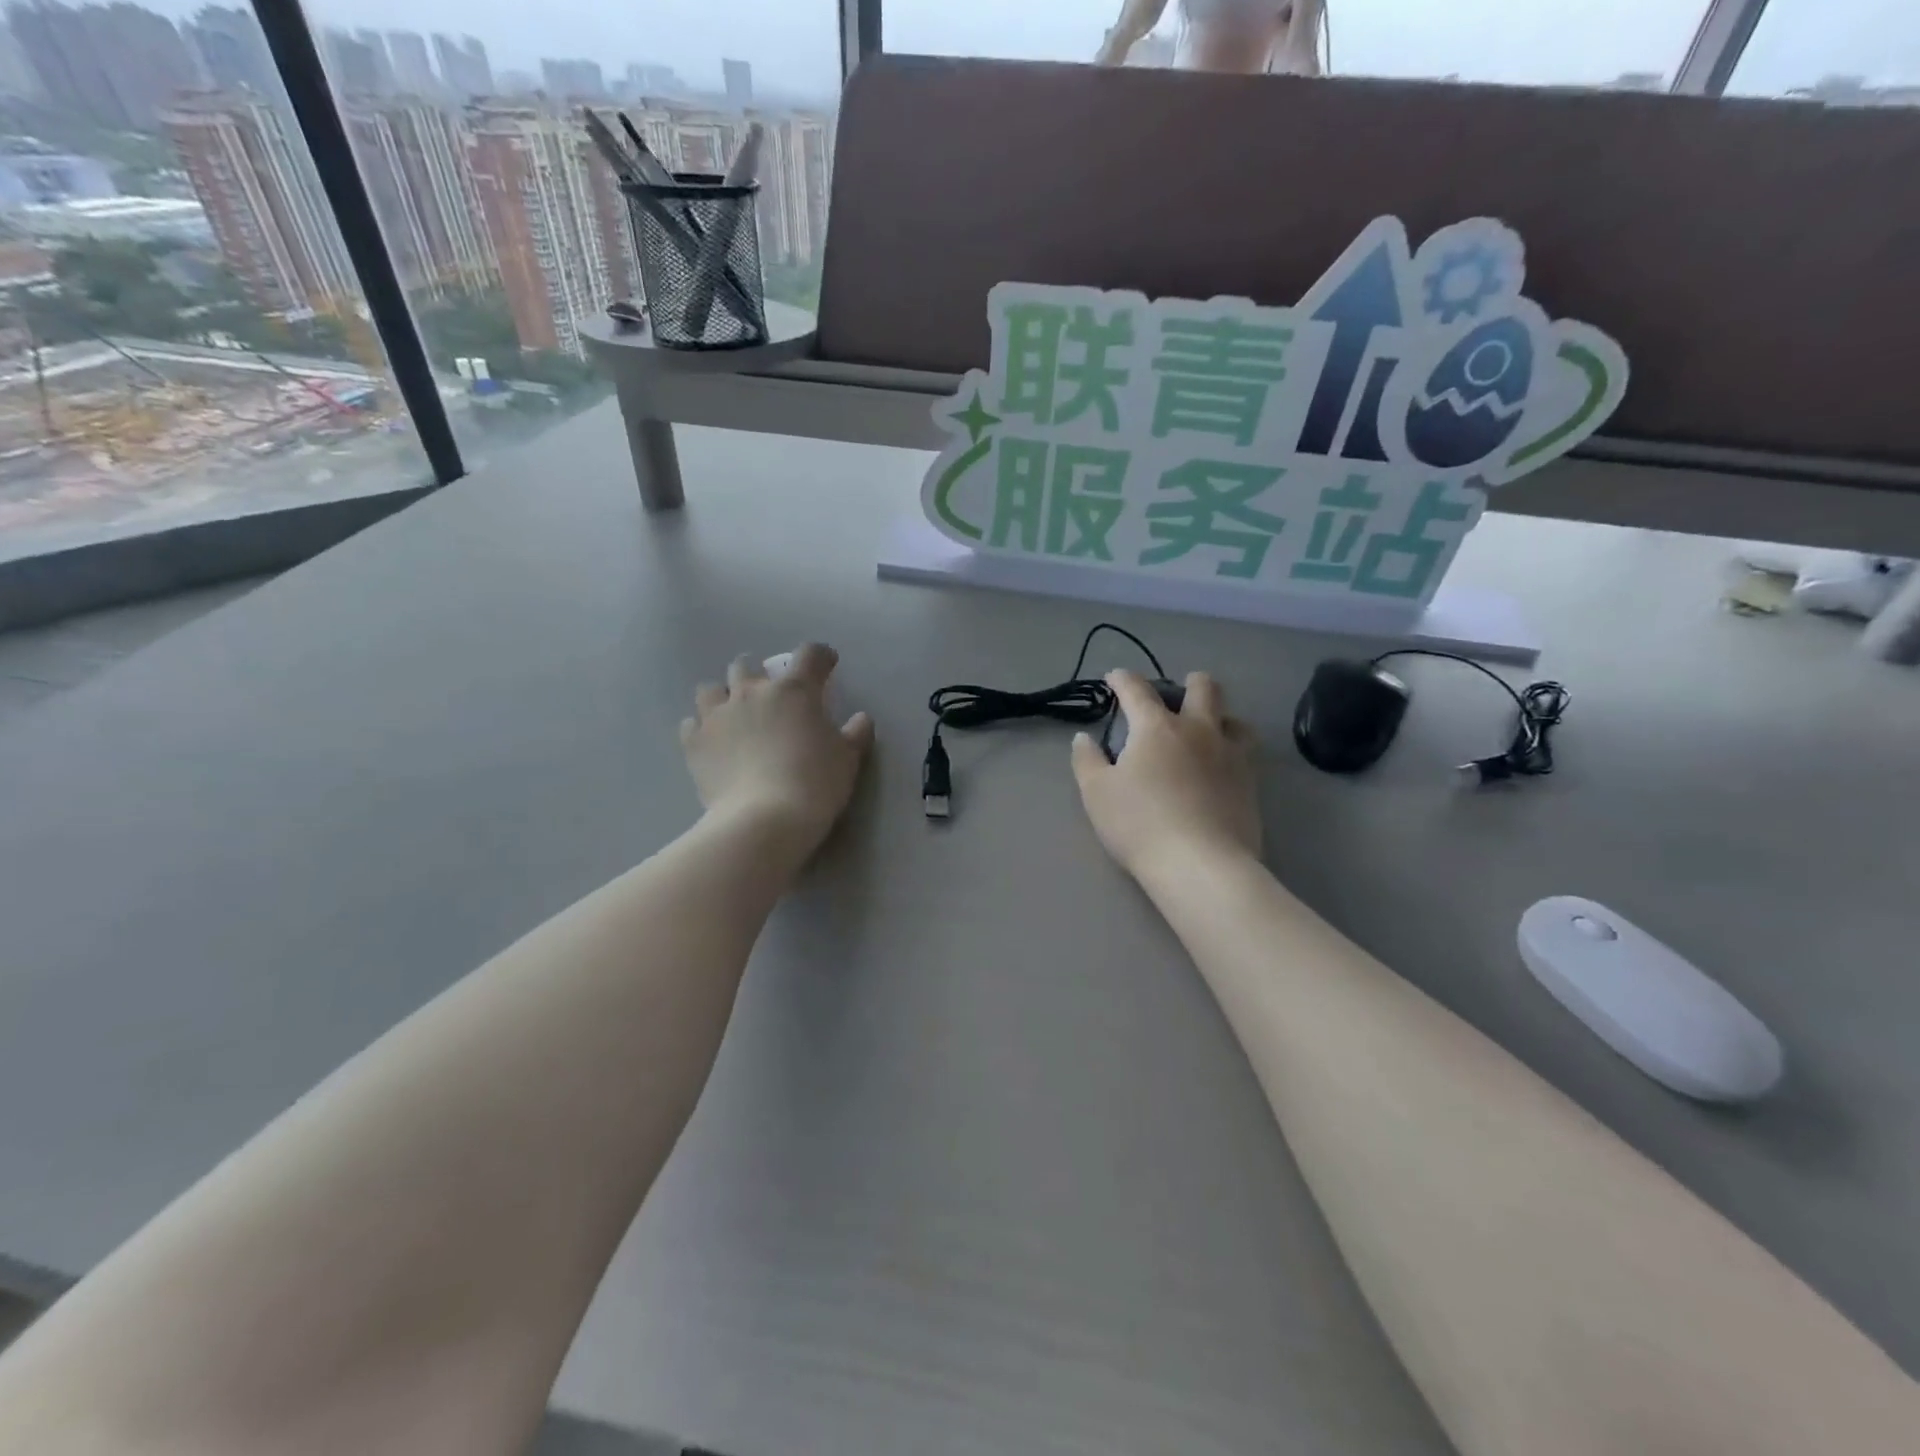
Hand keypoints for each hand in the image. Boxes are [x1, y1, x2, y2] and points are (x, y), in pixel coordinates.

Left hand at [682, 644, 873, 861]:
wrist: (765, 819)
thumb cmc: (815, 783)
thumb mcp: (847, 759)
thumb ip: (855, 734)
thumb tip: (861, 718)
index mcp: (794, 690)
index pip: (810, 655)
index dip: (821, 656)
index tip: (827, 665)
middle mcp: (751, 692)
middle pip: (747, 666)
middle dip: (759, 675)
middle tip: (770, 696)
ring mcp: (717, 715)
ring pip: (711, 689)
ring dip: (723, 696)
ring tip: (733, 715)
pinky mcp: (694, 742)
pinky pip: (692, 723)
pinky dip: (702, 728)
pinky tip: (713, 742)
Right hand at [1071, 670, 1259, 879]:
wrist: (1200, 864)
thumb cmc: (1139, 824)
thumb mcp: (1097, 793)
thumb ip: (1087, 761)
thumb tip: (1084, 738)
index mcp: (1156, 727)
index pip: (1137, 690)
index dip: (1123, 679)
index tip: (1115, 677)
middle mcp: (1198, 731)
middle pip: (1204, 689)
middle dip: (1190, 682)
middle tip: (1179, 691)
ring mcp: (1230, 755)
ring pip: (1234, 719)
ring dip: (1220, 717)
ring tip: (1209, 730)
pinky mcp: (1250, 783)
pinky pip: (1246, 753)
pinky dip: (1232, 750)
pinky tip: (1221, 768)